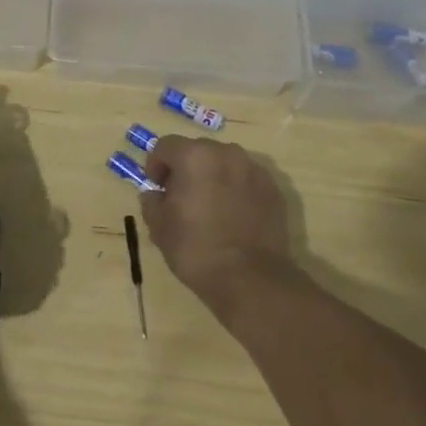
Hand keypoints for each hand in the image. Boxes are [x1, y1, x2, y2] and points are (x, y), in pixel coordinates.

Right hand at [141, 136, 295, 314]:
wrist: (251, 279)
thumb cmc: (196, 249)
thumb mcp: (160, 227)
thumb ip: (152, 202)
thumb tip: (154, 194)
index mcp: (195, 156)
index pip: (166, 146)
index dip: (156, 165)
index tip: (157, 188)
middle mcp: (226, 153)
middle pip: (198, 150)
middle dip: (186, 168)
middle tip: (181, 197)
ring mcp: (254, 170)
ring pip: (225, 164)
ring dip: (213, 177)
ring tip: (210, 207)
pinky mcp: (274, 190)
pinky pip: (246, 180)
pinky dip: (236, 190)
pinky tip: (233, 217)